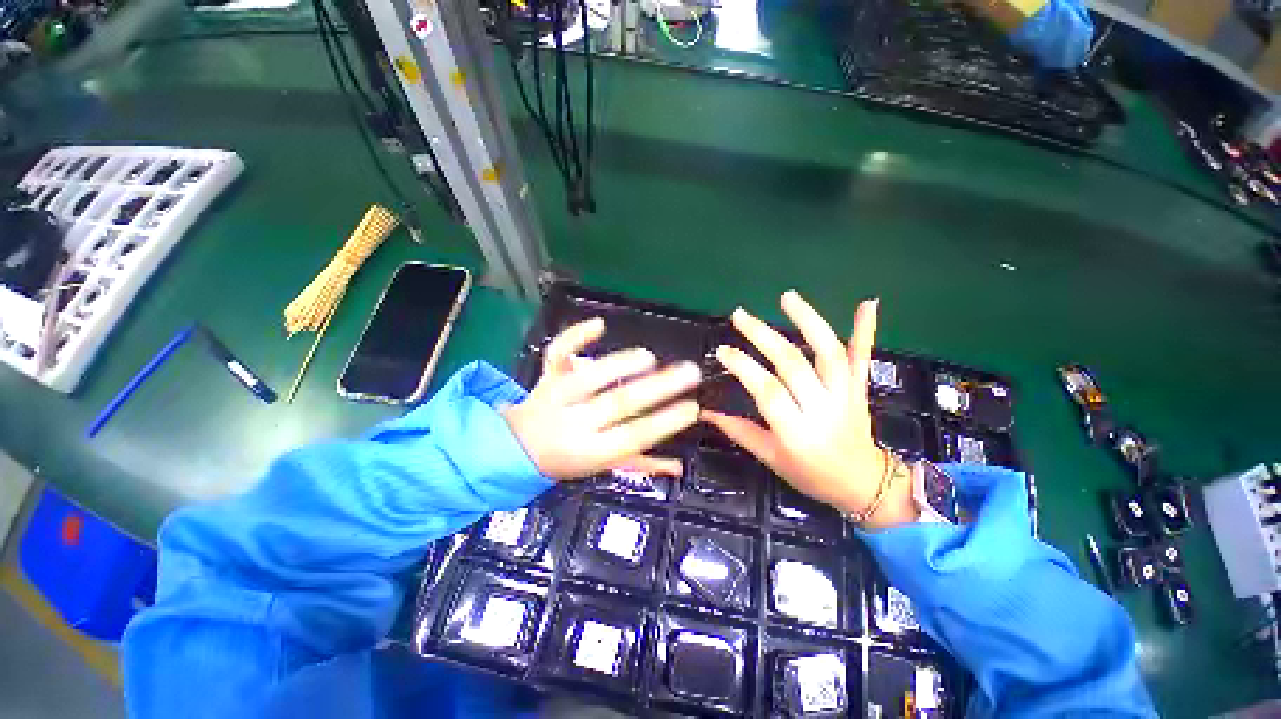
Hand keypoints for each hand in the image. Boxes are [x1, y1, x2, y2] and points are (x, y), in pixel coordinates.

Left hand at [503, 318, 701, 480]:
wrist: (516, 449)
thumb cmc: (567, 459)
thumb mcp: (603, 466)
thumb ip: (641, 464)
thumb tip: (679, 466)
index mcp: (591, 451)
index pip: (633, 437)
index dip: (664, 423)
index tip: (692, 407)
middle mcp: (574, 423)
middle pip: (618, 403)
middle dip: (658, 388)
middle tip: (689, 371)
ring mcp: (557, 396)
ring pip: (589, 377)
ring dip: (620, 364)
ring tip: (650, 357)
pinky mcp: (547, 376)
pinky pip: (557, 354)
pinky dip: (575, 336)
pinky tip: (599, 324)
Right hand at [701, 292, 916, 529]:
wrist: (862, 484)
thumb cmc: (811, 474)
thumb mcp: (770, 458)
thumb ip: (739, 431)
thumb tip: (705, 413)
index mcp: (797, 433)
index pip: (768, 392)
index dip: (744, 368)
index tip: (723, 350)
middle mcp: (823, 409)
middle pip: (793, 365)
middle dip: (763, 336)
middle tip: (740, 315)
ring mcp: (845, 395)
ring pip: (829, 353)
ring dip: (809, 321)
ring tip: (787, 297)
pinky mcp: (859, 388)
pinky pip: (863, 357)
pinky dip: (866, 329)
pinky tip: (868, 303)